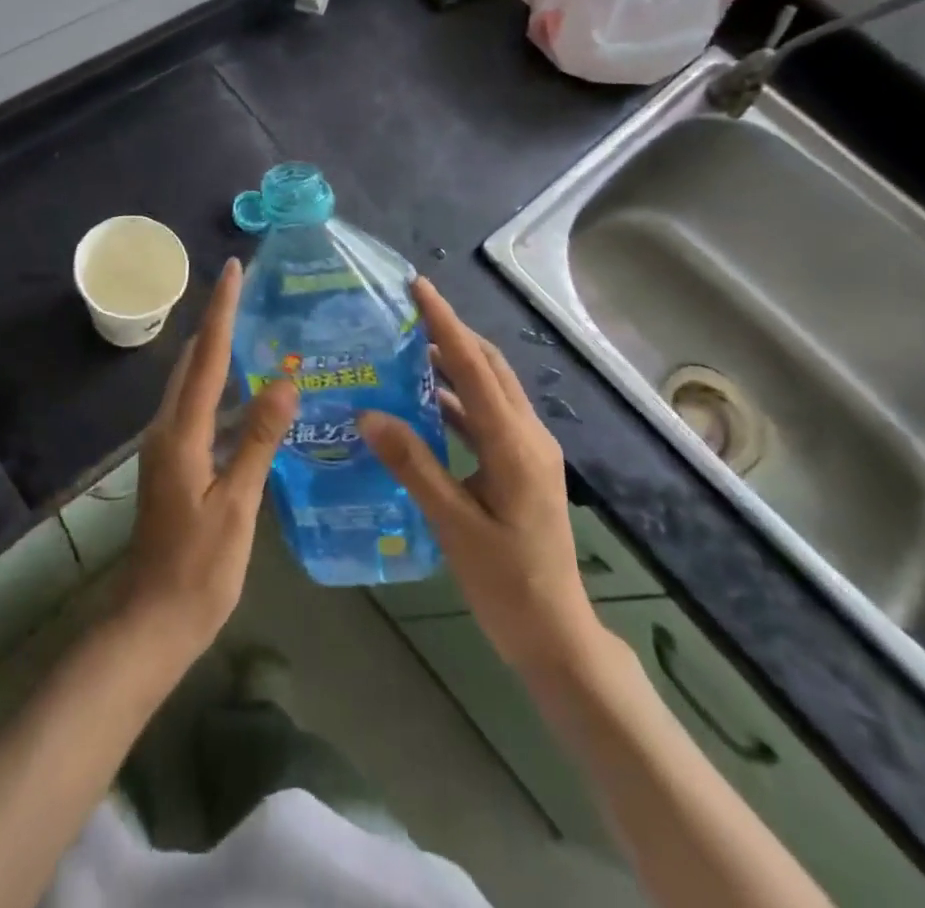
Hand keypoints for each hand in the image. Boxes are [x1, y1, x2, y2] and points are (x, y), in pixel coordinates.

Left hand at [116, 258, 297, 664]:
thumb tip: (285, 382)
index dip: (221, 310)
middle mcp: (168, 429)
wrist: (151, 623)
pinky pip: (201, 412)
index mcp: (180, 432)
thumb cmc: (197, 569)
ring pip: (196, 386)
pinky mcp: (176, 464)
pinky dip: (224, 392)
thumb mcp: (236, 505)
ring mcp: (168, 447)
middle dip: (218, 320)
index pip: (207, 357)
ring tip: (256, 329)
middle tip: (248, 288)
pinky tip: (252, 398)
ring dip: (221, 354)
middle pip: (195, 361)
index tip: (232, 268)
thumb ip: (258, 440)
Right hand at [360, 278, 601, 675]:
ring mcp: (528, 451)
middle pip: (489, 367)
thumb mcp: (453, 524)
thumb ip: (413, 465)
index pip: (475, 367)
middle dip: (451, 333)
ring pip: (489, 390)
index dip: (445, 323)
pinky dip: (457, 399)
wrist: (555, 635)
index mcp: (515, 444)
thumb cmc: (506, 583)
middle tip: (407, 312)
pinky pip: (487, 416)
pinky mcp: (521, 466)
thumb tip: (368, 414)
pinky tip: (424, 404)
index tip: (418, 287)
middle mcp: (528, 435)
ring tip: (408, 347)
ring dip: (454, 364)